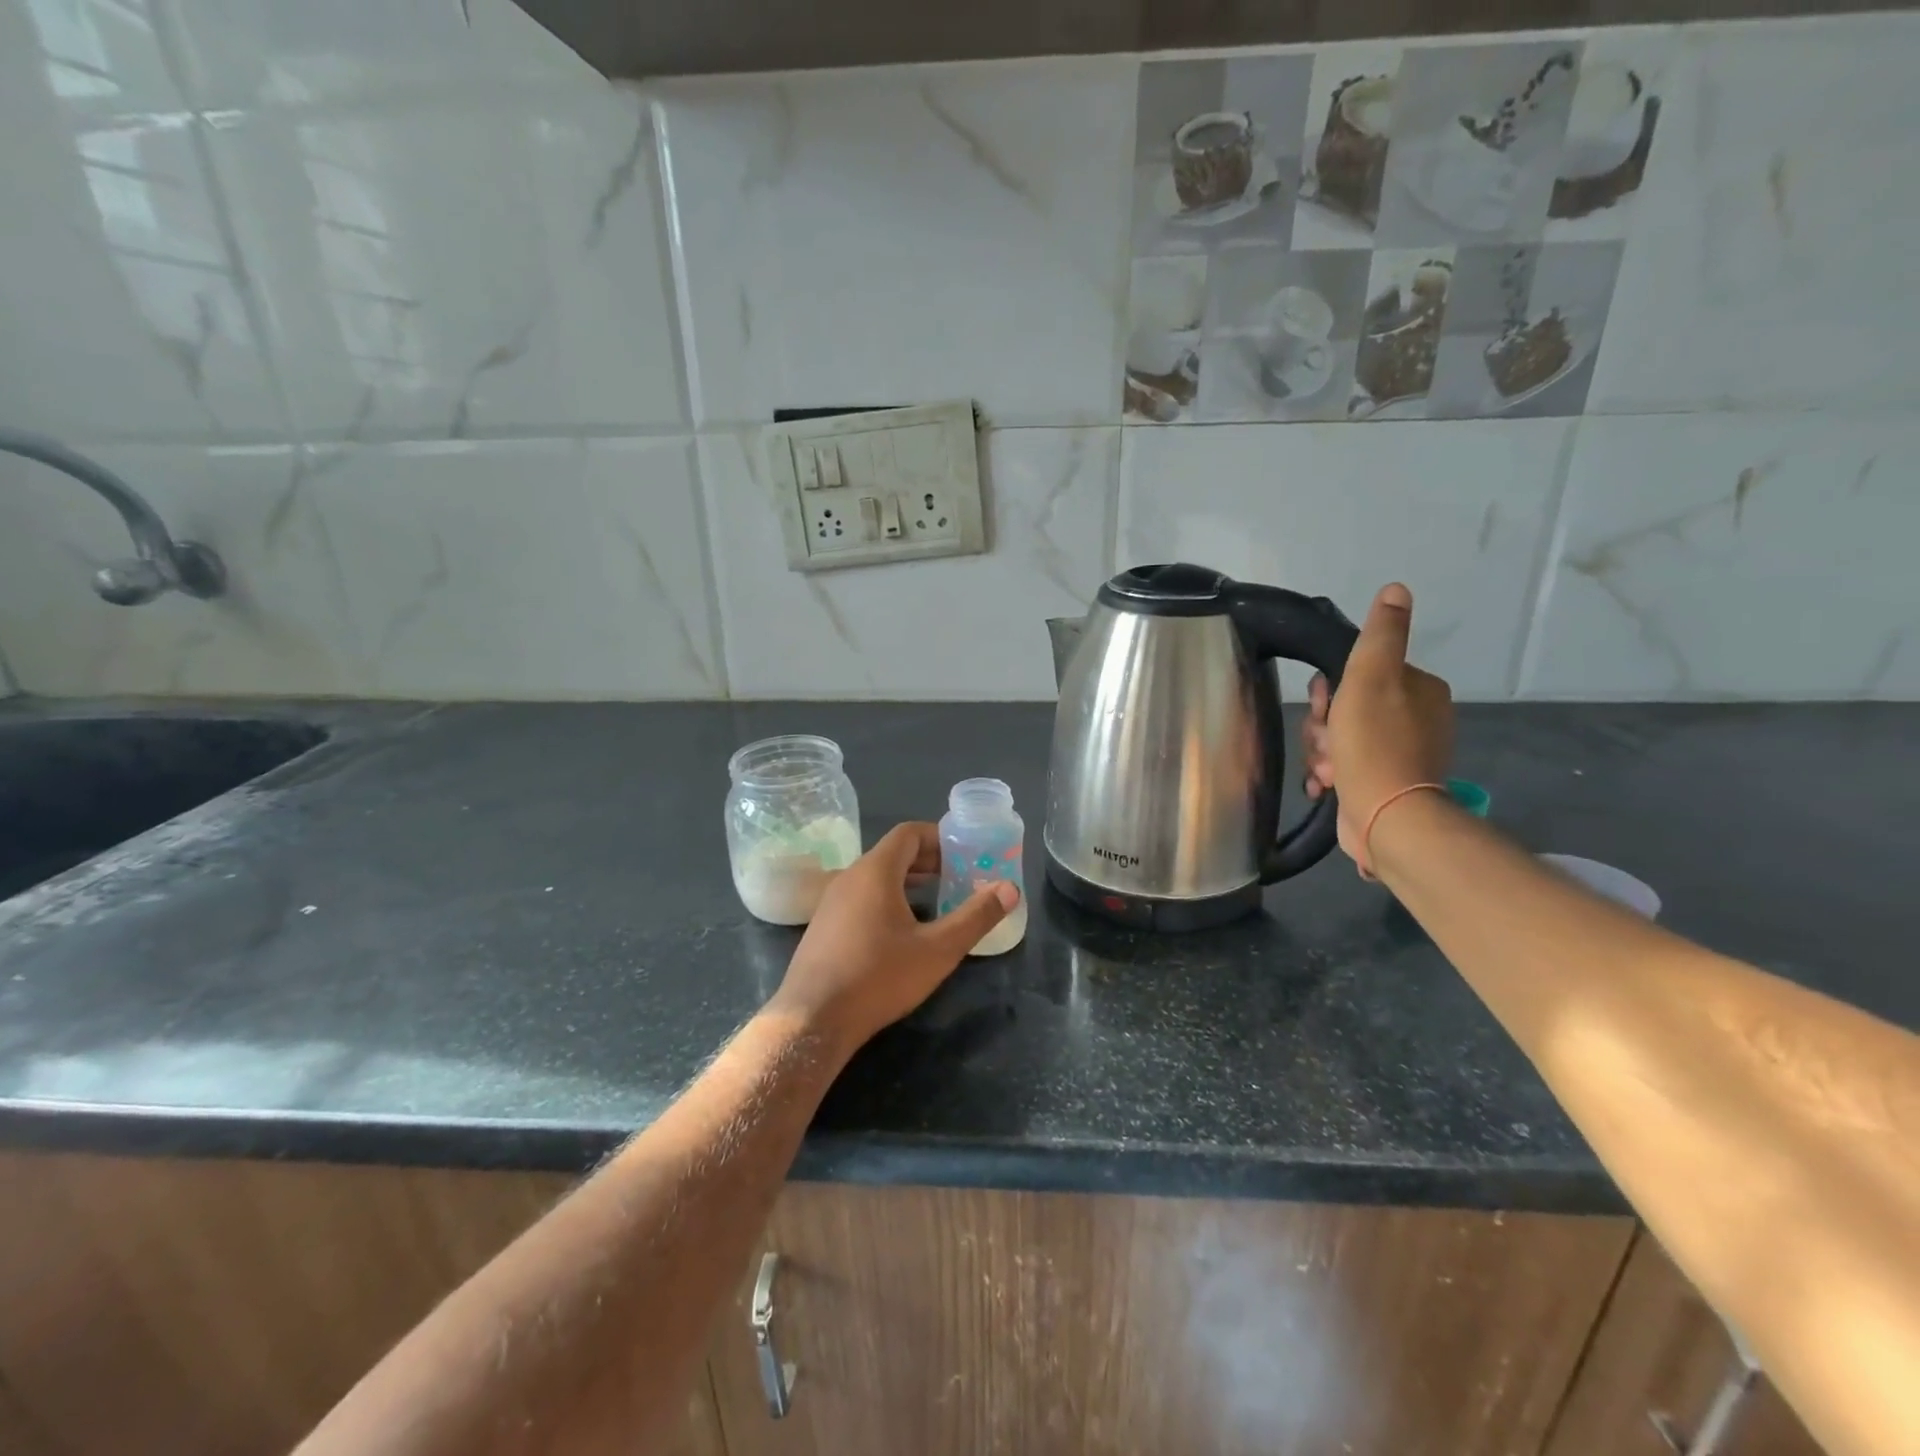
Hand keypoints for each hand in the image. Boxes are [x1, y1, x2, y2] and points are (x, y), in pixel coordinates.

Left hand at [766, 823, 1016, 1060]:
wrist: (813, 1019)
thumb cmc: (879, 977)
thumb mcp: (938, 950)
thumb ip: (976, 917)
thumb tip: (1010, 889)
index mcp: (876, 871)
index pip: (909, 833)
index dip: (940, 837)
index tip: (965, 853)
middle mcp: (850, 876)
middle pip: (892, 853)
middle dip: (929, 860)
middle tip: (959, 877)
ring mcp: (831, 901)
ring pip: (875, 876)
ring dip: (908, 881)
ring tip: (937, 900)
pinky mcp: (823, 926)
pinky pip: (860, 897)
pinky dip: (886, 898)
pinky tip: (902, 931)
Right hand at [1303, 582, 1455, 874]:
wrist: (1386, 817)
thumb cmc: (1374, 744)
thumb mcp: (1371, 678)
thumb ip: (1381, 634)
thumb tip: (1396, 589)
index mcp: (1418, 689)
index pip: (1358, 675)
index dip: (1330, 690)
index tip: (1324, 706)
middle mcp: (1416, 718)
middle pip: (1346, 708)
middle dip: (1324, 726)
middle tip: (1325, 742)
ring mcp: (1401, 753)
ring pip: (1340, 738)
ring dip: (1322, 751)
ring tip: (1326, 769)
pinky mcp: (1385, 783)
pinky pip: (1345, 767)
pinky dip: (1330, 774)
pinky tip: (1325, 784)